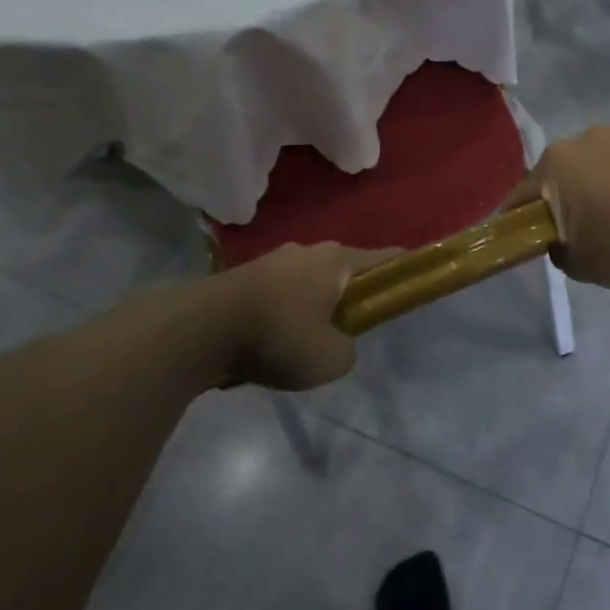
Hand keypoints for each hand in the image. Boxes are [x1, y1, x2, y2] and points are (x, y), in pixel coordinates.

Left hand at [213, 242, 394, 389]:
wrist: (200, 329)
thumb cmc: (278, 336)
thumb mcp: (330, 359)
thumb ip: (347, 350)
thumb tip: (338, 343)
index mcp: (337, 260)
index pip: (386, 259)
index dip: (403, 272)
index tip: (410, 288)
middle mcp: (309, 250)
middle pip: (344, 271)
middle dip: (350, 298)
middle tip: (347, 331)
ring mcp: (274, 260)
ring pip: (309, 283)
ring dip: (312, 307)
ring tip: (301, 344)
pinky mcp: (245, 276)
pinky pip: (280, 293)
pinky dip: (283, 313)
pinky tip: (270, 342)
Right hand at [505, 126, 609, 287]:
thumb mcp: (578, 264)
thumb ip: (559, 250)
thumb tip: (561, 243)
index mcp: (558, 162)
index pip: (527, 191)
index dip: (522, 213)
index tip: (525, 230)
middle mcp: (588, 137)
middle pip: (571, 168)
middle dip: (574, 190)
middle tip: (588, 222)